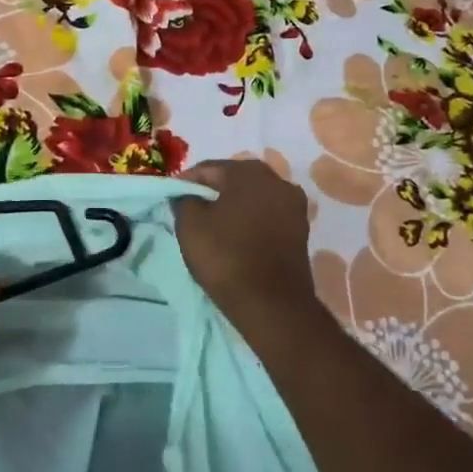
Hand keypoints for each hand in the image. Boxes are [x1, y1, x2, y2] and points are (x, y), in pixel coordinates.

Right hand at [172, 160, 319, 328]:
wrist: (271, 303)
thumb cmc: (226, 256)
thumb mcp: (190, 225)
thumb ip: (184, 200)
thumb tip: (187, 195)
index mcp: (250, 173)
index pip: (209, 167)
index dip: (187, 181)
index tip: (172, 197)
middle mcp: (278, 181)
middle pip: (235, 179)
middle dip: (213, 190)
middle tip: (192, 208)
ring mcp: (294, 206)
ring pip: (254, 197)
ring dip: (233, 205)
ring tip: (213, 224)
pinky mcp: (300, 230)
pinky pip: (267, 216)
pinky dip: (250, 220)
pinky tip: (235, 236)